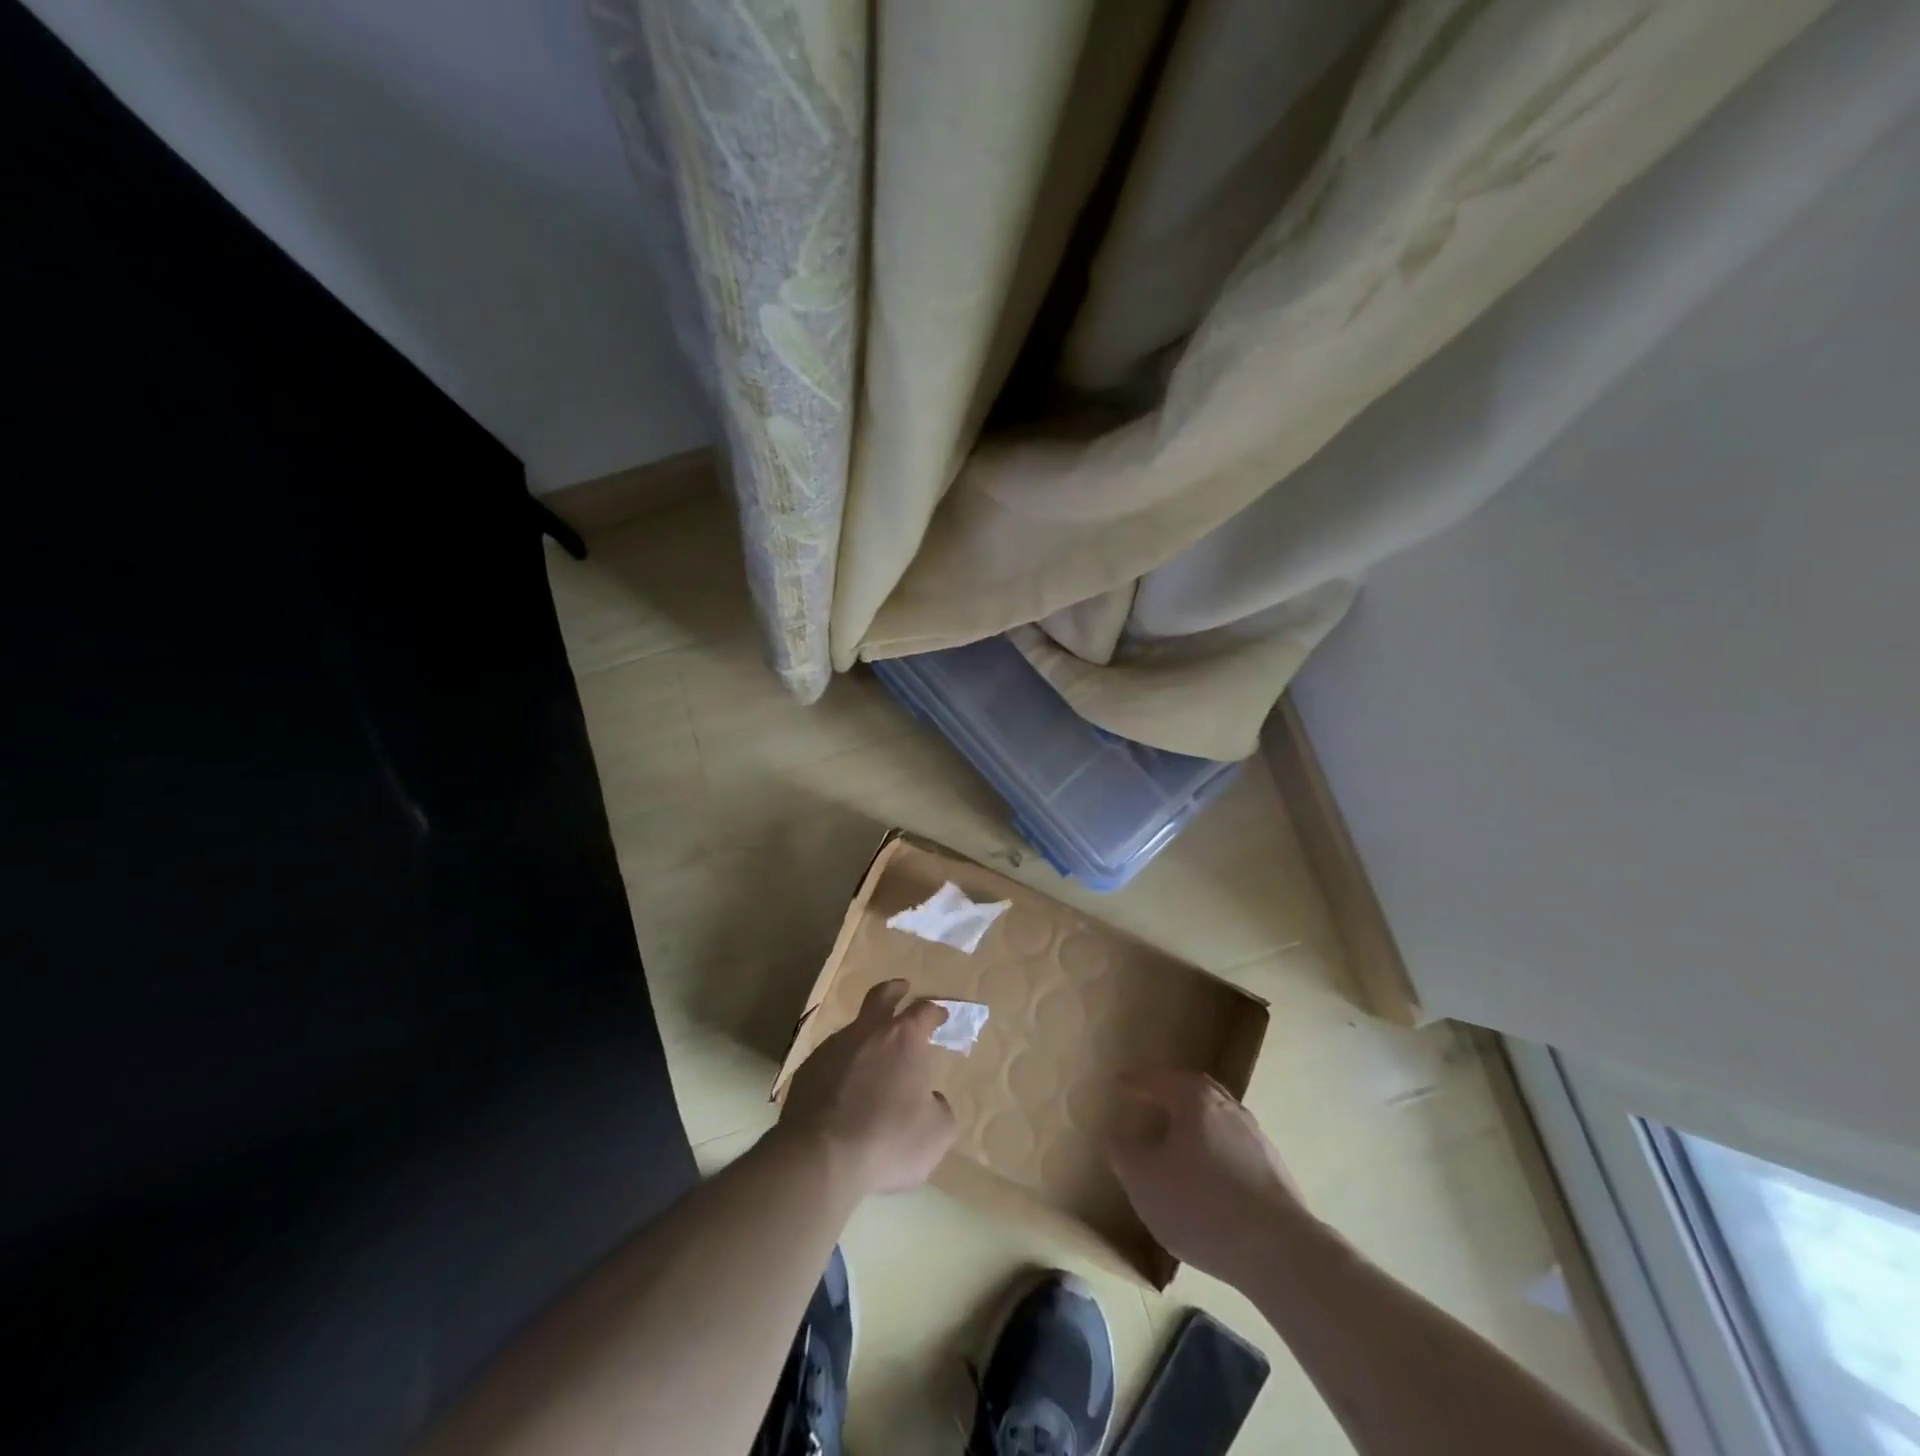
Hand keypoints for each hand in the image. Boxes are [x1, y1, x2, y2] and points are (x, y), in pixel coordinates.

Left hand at [779, 980, 957, 1196]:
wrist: (820, 1159)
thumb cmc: (888, 1140)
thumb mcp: (936, 1134)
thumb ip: (939, 1110)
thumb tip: (930, 1100)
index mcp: (903, 1039)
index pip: (923, 1012)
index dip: (934, 1012)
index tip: (940, 1015)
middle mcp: (867, 1032)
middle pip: (881, 996)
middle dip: (894, 990)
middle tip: (902, 988)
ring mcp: (832, 1048)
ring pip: (853, 1030)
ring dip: (866, 1035)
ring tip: (872, 1059)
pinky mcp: (807, 1070)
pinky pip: (831, 1059)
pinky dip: (842, 1066)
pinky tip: (844, 1090)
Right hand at [1106, 1070, 1309, 1284]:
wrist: (1279, 1252)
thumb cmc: (1201, 1204)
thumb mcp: (1144, 1181)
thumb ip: (1124, 1154)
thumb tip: (1116, 1136)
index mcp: (1194, 1100)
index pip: (1158, 1081)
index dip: (1136, 1083)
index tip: (1119, 1083)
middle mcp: (1228, 1108)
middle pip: (1195, 1090)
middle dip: (1171, 1092)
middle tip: (1152, 1098)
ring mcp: (1257, 1138)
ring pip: (1218, 1118)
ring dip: (1197, 1123)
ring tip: (1179, 1139)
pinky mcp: (1275, 1171)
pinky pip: (1235, 1148)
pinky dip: (1216, 1150)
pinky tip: (1209, 1176)